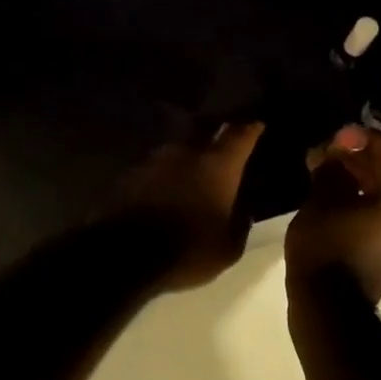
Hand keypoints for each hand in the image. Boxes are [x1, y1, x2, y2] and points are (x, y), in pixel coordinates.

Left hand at [116, 122, 264, 291]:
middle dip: (214, 133)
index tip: (257, 125)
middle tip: (221, 143)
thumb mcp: (228, 249)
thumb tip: (243, 209)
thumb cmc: (186, 251)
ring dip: (184, 157)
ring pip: (175, 149)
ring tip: (189, 171)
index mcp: (216, 167)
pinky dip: (162, 175)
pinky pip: (153, 168)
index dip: (250, 129)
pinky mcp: (128, 174)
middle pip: (203, 130)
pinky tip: (162, 189)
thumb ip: (240, 223)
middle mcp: (185, 153)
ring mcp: (153, 160)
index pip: (239, 136)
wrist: (123, 255)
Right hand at [286, 125, 380, 303]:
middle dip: (360, 161)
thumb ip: (332, 169)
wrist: (329, 310)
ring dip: (360, 182)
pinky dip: (363, 204)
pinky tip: (334, 200)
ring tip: (326, 174)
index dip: (363, 139)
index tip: (336, 136)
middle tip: (328, 153)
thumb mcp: (322, 201)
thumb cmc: (327, 247)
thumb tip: (334, 151)